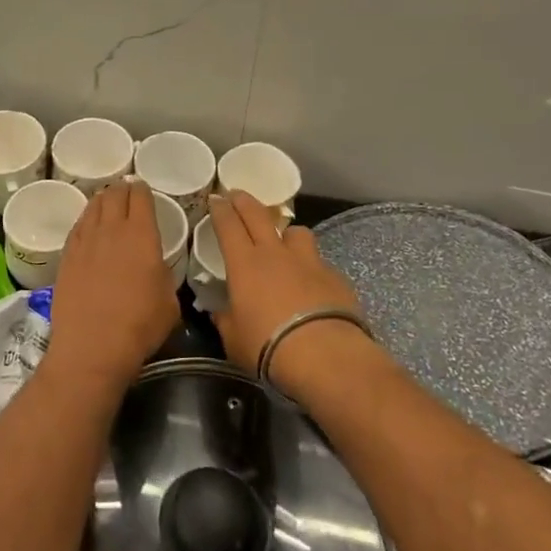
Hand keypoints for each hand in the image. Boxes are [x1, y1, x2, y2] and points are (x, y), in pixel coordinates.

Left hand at [45, 181, 180, 394]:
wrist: (92, 347)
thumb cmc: (139, 326)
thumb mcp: (169, 302)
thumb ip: (164, 275)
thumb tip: (156, 268)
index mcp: (141, 235)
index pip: (141, 197)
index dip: (143, 190)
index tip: (144, 189)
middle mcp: (111, 230)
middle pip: (114, 195)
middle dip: (122, 190)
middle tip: (126, 192)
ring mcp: (85, 241)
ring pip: (93, 206)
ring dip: (102, 200)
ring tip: (106, 201)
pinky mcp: (66, 256)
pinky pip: (77, 226)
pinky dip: (85, 219)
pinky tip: (88, 224)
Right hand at [206, 191, 364, 388]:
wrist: (324, 355)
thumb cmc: (267, 346)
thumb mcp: (233, 338)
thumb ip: (225, 319)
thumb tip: (219, 312)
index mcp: (245, 263)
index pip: (228, 225)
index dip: (220, 209)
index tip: (215, 199)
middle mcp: (276, 253)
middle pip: (258, 214)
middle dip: (245, 201)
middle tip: (237, 195)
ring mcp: (308, 262)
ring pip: (297, 231)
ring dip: (287, 233)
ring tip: (284, 243)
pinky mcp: (335, 277)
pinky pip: (319, 262)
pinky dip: (312, 268)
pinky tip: (312, 284)